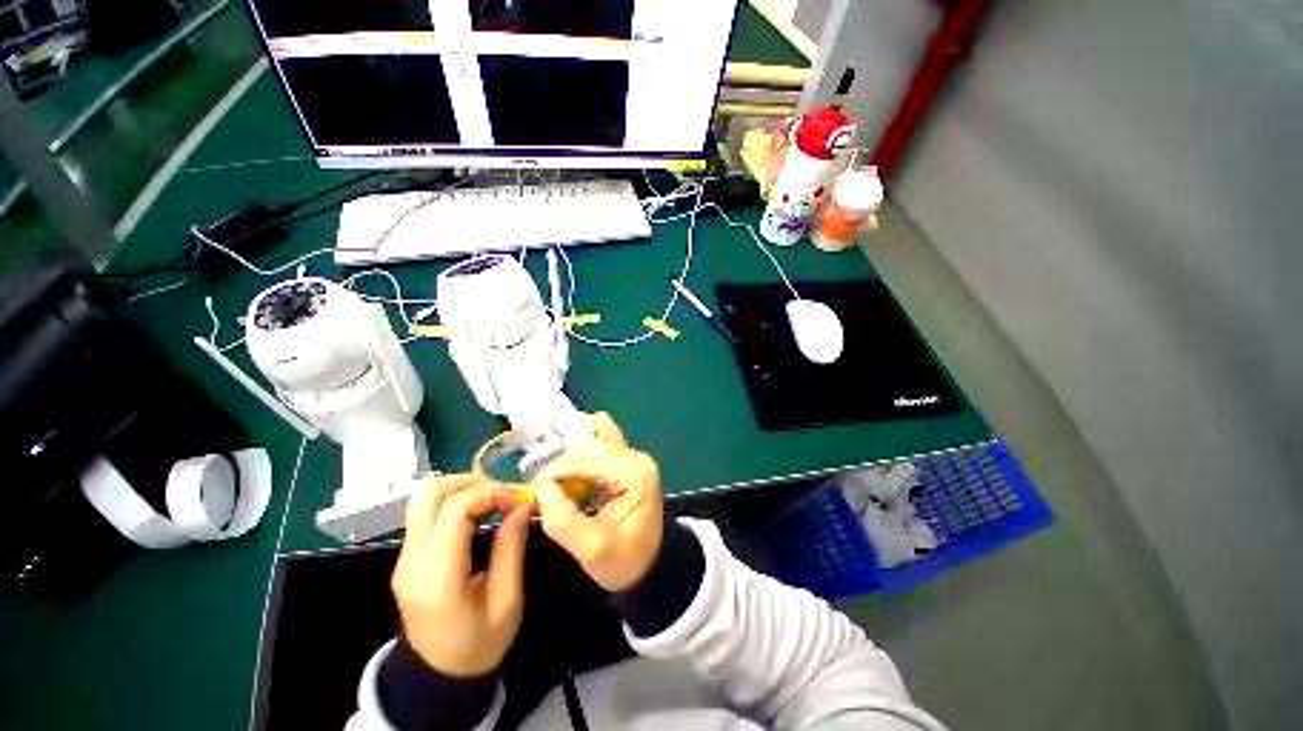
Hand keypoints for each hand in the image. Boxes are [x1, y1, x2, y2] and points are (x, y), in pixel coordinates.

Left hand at [391, 474, 531, 676]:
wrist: (440, 677)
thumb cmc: (480, 644)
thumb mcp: (508, 600)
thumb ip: (512, 547)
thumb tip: (521, 506)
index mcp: (437, 574)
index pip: (455, 508)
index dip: (492, 492)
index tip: (520, 500)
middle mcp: (412, 559)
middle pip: (431, 493)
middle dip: (474, 482)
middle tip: (504, 494)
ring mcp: (405, 557)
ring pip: (424, 498)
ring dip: (463, 488)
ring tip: (494, 500)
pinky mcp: (408, 557)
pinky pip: (427, 513)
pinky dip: (456, 501)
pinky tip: (480, 513)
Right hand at [534, 413, 663, 591]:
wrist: (649, 568)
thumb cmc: (625, 561)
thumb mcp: (591, 549)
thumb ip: (563, 519)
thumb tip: (542, 488)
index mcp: (634, 472)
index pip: (585, 457)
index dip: (554, 471)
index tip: (535, 493)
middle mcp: (634, 456)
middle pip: (589, 437)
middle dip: (563, 459)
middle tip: (545, 487)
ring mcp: (630, 456)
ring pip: (593, 434)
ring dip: (570, 452)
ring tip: (556, 480)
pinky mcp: (624, 461)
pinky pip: (595, 446)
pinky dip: (577, 458)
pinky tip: (569, 481)